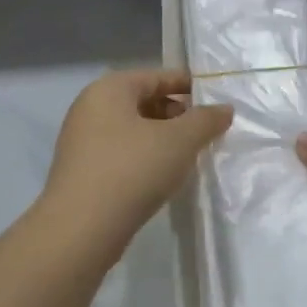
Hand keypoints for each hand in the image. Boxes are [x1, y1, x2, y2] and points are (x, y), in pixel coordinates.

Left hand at [38, 69, 232, 268]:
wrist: (81, 229)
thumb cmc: (132, 170)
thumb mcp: (179, 141)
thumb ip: (206, 120)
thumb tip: (224, 109)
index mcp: (109, 89)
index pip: (156, 77)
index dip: (188, 86)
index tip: (216, 101)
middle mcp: (91, 108)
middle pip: (144, 101)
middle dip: (177, 115)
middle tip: (206, 133)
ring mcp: (82, 141)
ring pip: (133, 130)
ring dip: (162, 139)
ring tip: (190, 157)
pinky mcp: (82, 172)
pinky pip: (122, 154)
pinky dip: (145, 158)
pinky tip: (164, 177)